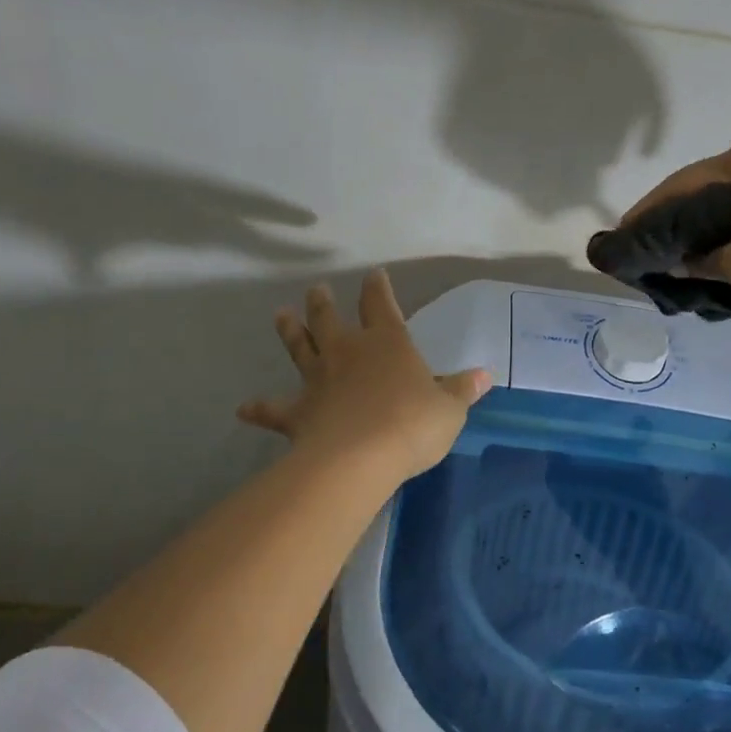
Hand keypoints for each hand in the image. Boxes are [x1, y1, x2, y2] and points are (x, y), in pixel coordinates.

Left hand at [238, 270, 490, 484]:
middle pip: (330, 319)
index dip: (378, 288)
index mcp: (387, 343)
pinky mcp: (297, 412)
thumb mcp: (450, 409)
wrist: (360, 457)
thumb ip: (463, 390)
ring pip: (300, 348)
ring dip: (290, 331)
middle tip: (316, 289)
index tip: (374, 274)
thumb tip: (486, 374)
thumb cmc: (412, 424)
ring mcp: (319, 380)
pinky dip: (260, 408)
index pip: (381, 304)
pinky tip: (244, 408)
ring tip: (280, 315)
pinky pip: (274, 408)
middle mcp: (348, 352)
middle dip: (324, 302)